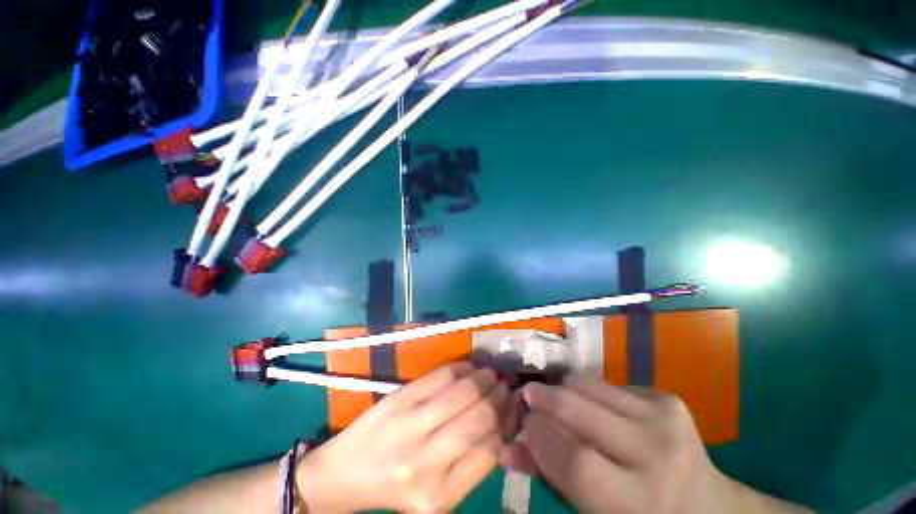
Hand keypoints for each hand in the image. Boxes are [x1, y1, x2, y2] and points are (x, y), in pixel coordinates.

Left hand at [295, 363, 516, 512]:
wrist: (344, 473)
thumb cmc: (397, 487)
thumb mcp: (439, 493)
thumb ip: (472, 463)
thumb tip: (503, 422)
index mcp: (441, 495)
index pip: (491, 449)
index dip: (509, 420)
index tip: (516, 403)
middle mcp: (427, 462)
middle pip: (480, 416)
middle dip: (500, 394)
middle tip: (506, 383)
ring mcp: (410, 425)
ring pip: (463, 391)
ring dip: (484, 377)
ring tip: (492, 373)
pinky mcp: (398, 399)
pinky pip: (440, 376)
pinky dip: (461, 368)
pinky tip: (470, 367)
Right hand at [517, 378, 809, 513]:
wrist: (708, 507)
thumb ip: (551, 481)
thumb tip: (510, 448)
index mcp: (641, 503)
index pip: (575, 461)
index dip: (540, 437)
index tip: (523, 422)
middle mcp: (657, 455)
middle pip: (580, 411)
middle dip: (545, 398)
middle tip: (529, 394)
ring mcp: (666, 419)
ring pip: (591, 386)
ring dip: (565, 388)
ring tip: (556, 398)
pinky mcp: (668, 399)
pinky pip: (610, 385)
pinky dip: (591, 391)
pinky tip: (594, 407)